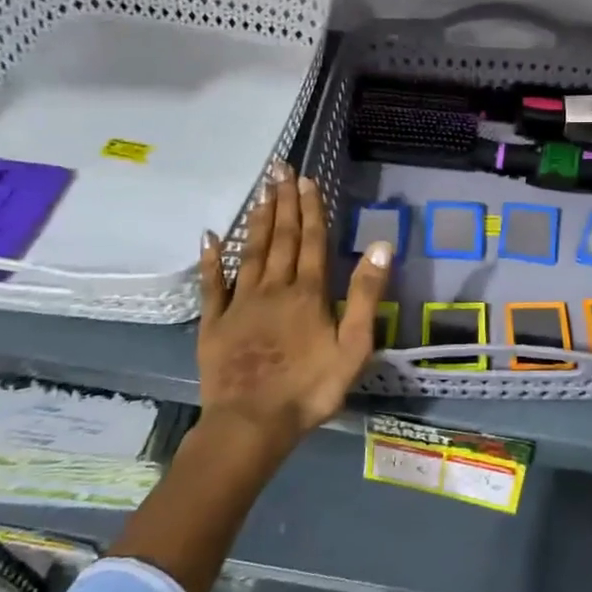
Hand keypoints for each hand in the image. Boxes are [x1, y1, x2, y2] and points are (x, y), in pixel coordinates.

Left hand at [195, 162, 393, 450]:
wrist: (252, 423)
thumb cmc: (311, 388)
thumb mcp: (354, 345)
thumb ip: (366, 294)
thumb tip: (381, 245)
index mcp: (309, 293)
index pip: (311, 241)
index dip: (310, 209)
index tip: (306, 179)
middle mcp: (274, 288)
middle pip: (280, 238)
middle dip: (283, 202)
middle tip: (279, 169)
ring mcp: (240, 303)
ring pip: (250, 252)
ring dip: (257, 221)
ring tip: (261, 192)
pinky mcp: (215, 323)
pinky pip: (212, 284)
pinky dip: (212, 259)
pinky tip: (210, 237)